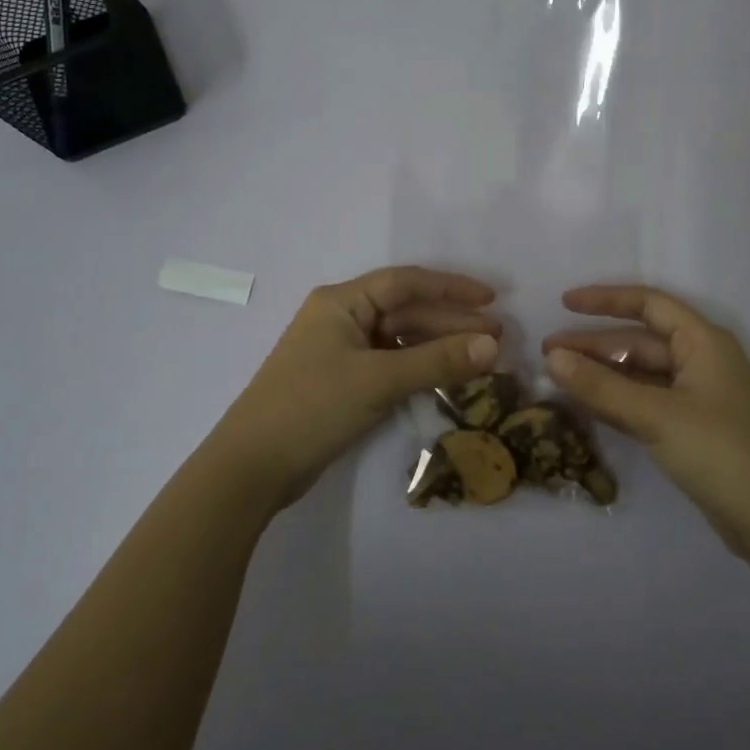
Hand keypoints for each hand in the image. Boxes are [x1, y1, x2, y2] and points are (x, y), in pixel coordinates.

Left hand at [206, 267, 501, 516]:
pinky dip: (419, 368)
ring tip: (482, 358)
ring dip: (439, 346)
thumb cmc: (313, 407)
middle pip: (406, 311)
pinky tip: (448, 377)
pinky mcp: (342, 382)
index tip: (492, 298)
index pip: (406, 282)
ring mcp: (340, 352)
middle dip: (451, 321)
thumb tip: (494, 346)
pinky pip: (390, 364)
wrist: (252, 466)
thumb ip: (437, 361)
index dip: (451, 287)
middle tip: (496, 336)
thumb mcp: (378, 380)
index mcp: (341, 302)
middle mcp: (341, 318)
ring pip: (400, 339)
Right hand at [542, 285, 749, 556]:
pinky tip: (585, 405)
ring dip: (602, 374)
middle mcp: (700, 361)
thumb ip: (601, 386)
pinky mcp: (690, 428)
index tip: (564, 303)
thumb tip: (553, 358)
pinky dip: (616, 400)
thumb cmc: (719, 451)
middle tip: (548, 353)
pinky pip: (645, 402)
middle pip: (639, 341)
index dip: (606, 300)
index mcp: (703, 342)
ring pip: (640, 374)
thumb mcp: (655, 415)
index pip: (649, 304)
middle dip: (594, 345)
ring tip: (558, 378)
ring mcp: (696, 397)